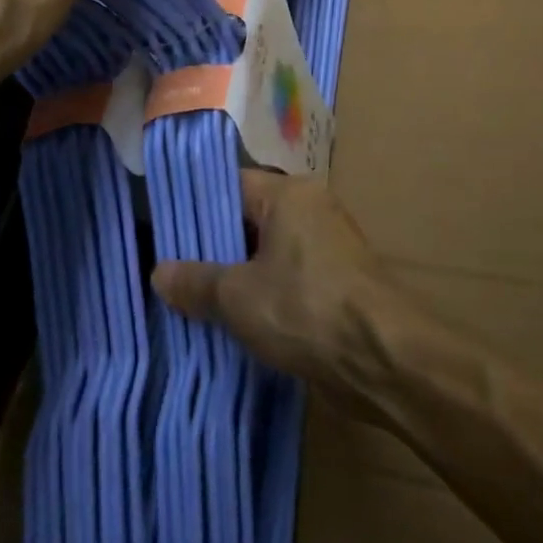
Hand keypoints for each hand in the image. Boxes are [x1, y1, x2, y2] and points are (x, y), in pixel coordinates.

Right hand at [152, 170, 400, 399]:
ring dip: (239, 275)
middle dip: (214, 247)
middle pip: (251, 219)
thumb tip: (159, 271)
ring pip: (270, 251)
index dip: (196, 206)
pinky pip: (290, 276)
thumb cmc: (305, 309)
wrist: (383, 358)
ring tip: (195, 299)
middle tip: (172, 270)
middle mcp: (312, 208)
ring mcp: (329, 245)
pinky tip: (236, 321)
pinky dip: (265, 293)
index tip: (164, 229)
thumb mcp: (238, 296)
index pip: (232, 185)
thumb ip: (196, 281)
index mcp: (290, 194)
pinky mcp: (339, 280)